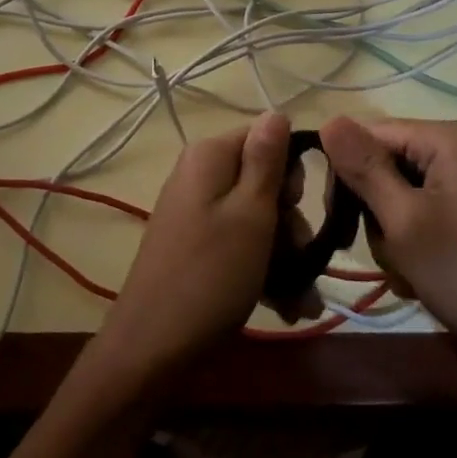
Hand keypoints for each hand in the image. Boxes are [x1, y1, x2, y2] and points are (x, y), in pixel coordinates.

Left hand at [85, 112, 290, 395]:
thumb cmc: (211, 275)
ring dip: (284, 256)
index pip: (267, 137)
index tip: (298, 208)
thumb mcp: (251, 214)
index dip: (291, 172)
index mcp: (210, 156)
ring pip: (256, 218)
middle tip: (303, 261)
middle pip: (263, 180)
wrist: (152, 347)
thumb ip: (267, 160)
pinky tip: (286, 306)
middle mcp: (200, 175)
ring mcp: (196, 211)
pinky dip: (262, 269)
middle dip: (290, 223)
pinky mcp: (195, 244)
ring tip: (300, 301)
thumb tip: (277, 110)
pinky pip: (239, 242)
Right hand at [319, 116, 456, 358]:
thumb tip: (327, 119)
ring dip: (391, 235)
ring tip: (408, 270)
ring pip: (396, 193)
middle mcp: (456, 148)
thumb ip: (364, 168)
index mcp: (446, 137)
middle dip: (374, 211)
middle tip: (387, 252)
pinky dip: (411, 244)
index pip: (369, 135)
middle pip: (383, 163)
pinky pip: (419, 212)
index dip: (346, 172)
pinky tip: (421, 276)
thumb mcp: (403, 221)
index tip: (334, 219)